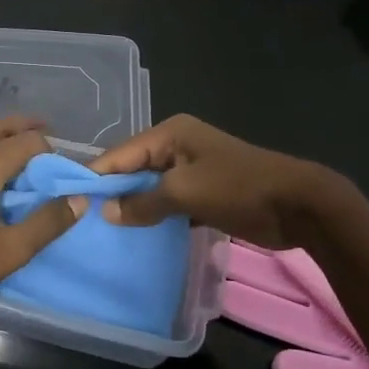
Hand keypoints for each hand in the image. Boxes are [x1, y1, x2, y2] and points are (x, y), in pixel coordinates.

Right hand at [90, 114, 335, 249]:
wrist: (300, 205)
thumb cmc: (238, 188)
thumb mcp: (184, 193)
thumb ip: (142, 202)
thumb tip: (107, 213)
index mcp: (170, 133)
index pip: (120, 154)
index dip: (96, 177)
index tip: (68, 201)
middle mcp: (177, 146)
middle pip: (133, 169)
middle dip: (113, 193)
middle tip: (83, 220)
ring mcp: (191, 169)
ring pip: (150, 188)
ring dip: (134, 207)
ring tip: (104, 231)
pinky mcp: (204, 192)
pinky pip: (169, 202)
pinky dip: (155, 215)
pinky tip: (137, 235)